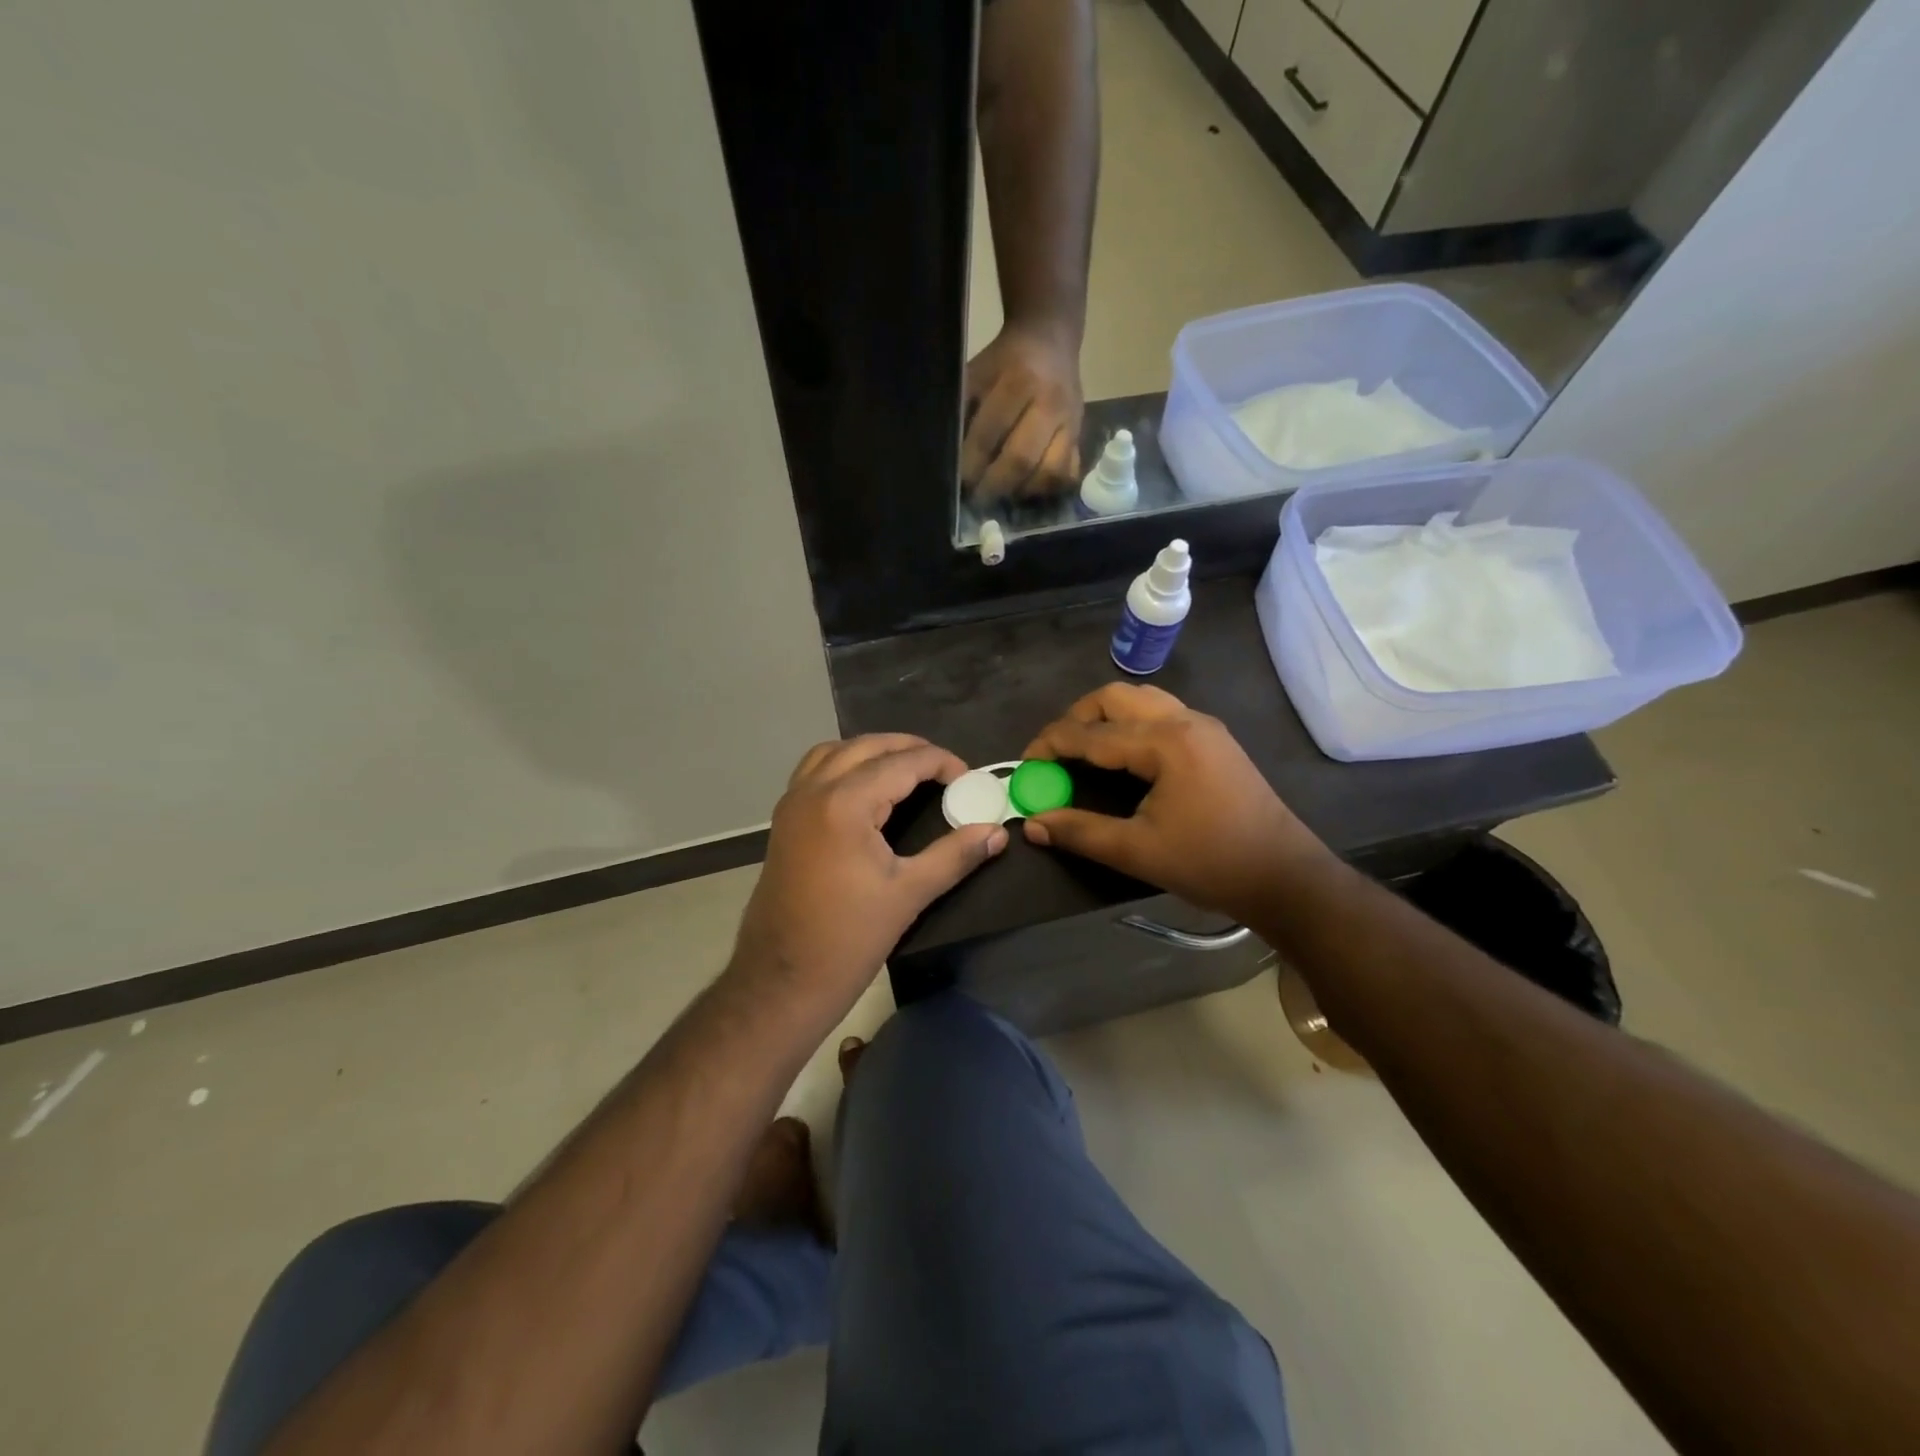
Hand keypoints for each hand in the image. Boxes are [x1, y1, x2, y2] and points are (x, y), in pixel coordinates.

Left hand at [732, 735, 1007, 1005]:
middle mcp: (814, 790)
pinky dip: (844, 764)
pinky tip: (866, 789)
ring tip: (908, 769)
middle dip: (909, 748)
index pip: (902, 763)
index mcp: (845, 803)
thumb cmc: (848, 939)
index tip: (970, 779)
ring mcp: (792, 803)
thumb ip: (955, 855)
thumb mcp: (909, 894)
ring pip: (836, 751)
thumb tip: (997, 833)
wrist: (781, 980)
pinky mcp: (784, 820)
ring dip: (873, 751)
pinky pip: (815, 770)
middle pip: (868, 746)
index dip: (941, 763)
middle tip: (945, 769)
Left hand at [961, 321, 1085, 500]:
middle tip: (979, 498)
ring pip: (1050, 472)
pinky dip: (1047, 488)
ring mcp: (1070, 422)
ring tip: (1004, 494)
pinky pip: (1067, 474)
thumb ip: (963, 411)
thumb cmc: (1004, 361)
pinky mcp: (1081, 435)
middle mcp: (1050, 403)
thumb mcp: (976, 374)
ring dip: (1023, 491)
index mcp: (1019, 381)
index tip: (960, 481)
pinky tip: (1028, 487)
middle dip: (995, 485)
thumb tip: (951, 457)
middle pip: (1021, 459)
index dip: (972, 464)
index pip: (990, 434)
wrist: (1050, 339)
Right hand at [1020, 684, 1328, 923]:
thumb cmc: (1211, 863)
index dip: (1051, 745)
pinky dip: (1130, 722)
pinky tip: (1123, 755)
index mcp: (1165, 742)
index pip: (1091, 733)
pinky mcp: (1213, 740)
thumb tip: (1032, 824)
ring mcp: (1203, 726)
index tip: (1024, 765)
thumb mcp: (1137, 852)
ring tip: (1083, 749)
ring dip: (1104, 716)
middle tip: (1054, 753)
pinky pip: (1160, 712)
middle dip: (1076, 718)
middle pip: (1114, 697)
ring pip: (1140, 699)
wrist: (1285, 876)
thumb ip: (1080, 832)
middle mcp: (1184, 720)